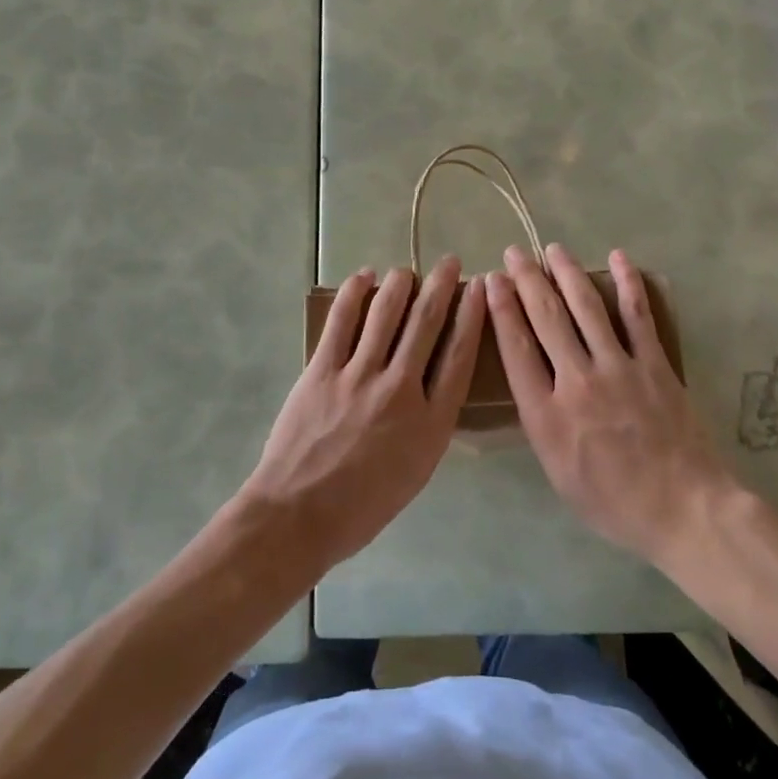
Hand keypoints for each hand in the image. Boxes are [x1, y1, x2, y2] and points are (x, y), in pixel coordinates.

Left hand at [241, 258, 484, 573]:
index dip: (472, 315)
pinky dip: (354, 293)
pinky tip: (363, 276)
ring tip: (406, 271)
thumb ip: (431, 422)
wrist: (298, 516)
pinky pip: (342, 321)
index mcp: (431, 422)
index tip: (479, 289)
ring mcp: (359, 376)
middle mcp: (401, 391)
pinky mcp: (322, 370)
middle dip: (441, 286)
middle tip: (448, 262)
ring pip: (386, 313)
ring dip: (399, 284)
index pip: (460, 354)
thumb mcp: (417, 471)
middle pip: (427, 324)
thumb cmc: (363, 506)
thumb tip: (433, 381)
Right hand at [488, 244, 737, 567]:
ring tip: (553, 249)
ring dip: (566, 273)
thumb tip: (532, 383)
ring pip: (586, 308)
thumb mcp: (557, 473)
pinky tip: (617, 258)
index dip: (501, 309)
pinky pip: (637, 315)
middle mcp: (577, 382)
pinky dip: (627, 283)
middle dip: (527, 280)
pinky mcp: (653, 364)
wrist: (683, 509)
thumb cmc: (613, 502)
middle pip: (546, 319)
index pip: (515, 349)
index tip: (493, 281)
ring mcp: (618, 368)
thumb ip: (541, 423)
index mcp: (547, 416)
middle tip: (514, 253)